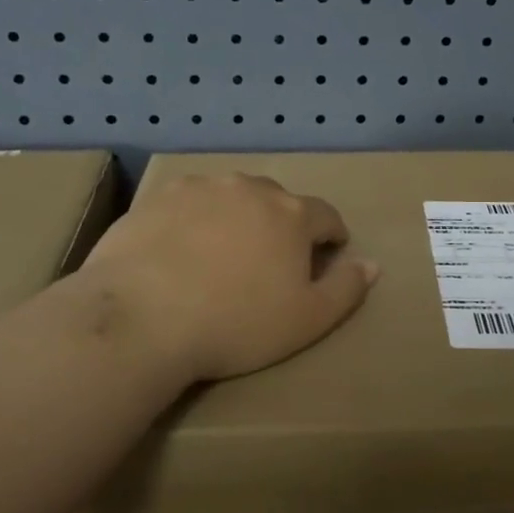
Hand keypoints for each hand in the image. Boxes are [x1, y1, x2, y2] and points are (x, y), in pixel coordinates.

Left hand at [79, 173, 379, 381]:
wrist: (141, 318)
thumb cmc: (236, 324)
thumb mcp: (307, 320)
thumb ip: (346, 289)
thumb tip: (372, 264)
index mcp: (291, 214)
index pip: (326, 215)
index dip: (331, 236)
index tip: (325, 256)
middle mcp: (250, 189)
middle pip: (278, 201)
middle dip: (282, 225)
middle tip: (269, 262)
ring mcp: (200, 188)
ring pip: (231, 198)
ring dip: (237, 218)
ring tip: (222, 255)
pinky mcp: (157, 198)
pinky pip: (188, 204)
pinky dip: (194, 221)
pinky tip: (179, 252)